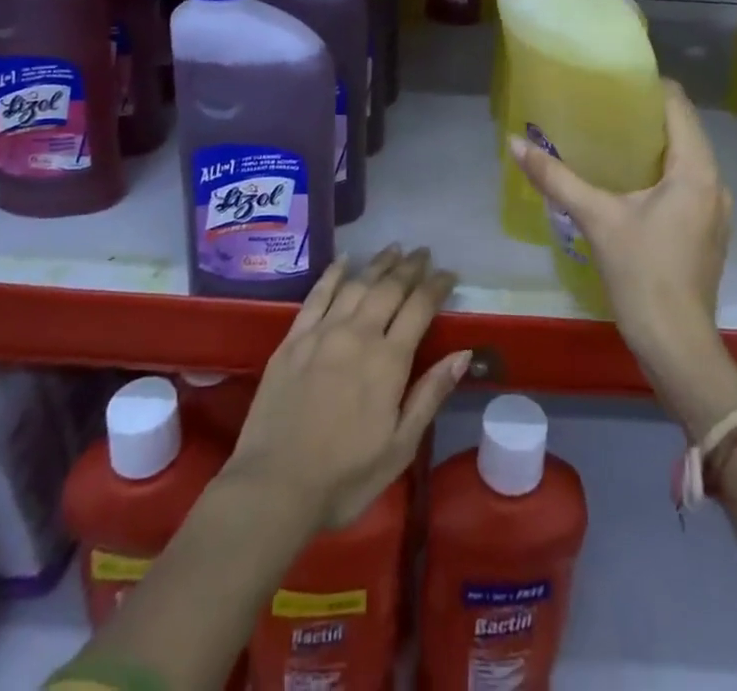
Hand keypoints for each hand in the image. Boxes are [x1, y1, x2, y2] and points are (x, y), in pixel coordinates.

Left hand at [225, 247, 471, 530]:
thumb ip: (430, 394)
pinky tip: (344, 260)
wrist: (273, 487)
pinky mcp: (293, 339)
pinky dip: (333, 274)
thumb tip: (464, 354)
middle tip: (423, 252)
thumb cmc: (344, 477)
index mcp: (388, 361)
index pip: (420, 308)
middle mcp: (358, 334)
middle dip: (410, 267)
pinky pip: (317, 295)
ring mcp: (322, 333)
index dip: (437, 286)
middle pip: (389, 288)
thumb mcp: (400, 447)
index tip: (449, 273)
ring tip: (393, 249)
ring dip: (378, 264)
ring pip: (356, 284)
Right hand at [508, 80, 736, 437]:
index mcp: (696, 170)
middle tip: (604, 105)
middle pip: (684, 130)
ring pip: (687, 159)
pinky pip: (688, 184)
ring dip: (654, 145)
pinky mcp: (708, 232)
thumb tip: (515, 144)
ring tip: (612, 137)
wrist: (677, 345)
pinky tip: (630, 181)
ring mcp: (716, 210)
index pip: (679, 106)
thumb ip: (556, 178)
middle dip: (647, 115)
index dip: (650, 86)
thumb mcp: (596, 219)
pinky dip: (662, 172)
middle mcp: (715, 183)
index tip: (615, 78)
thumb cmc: (642, 274)